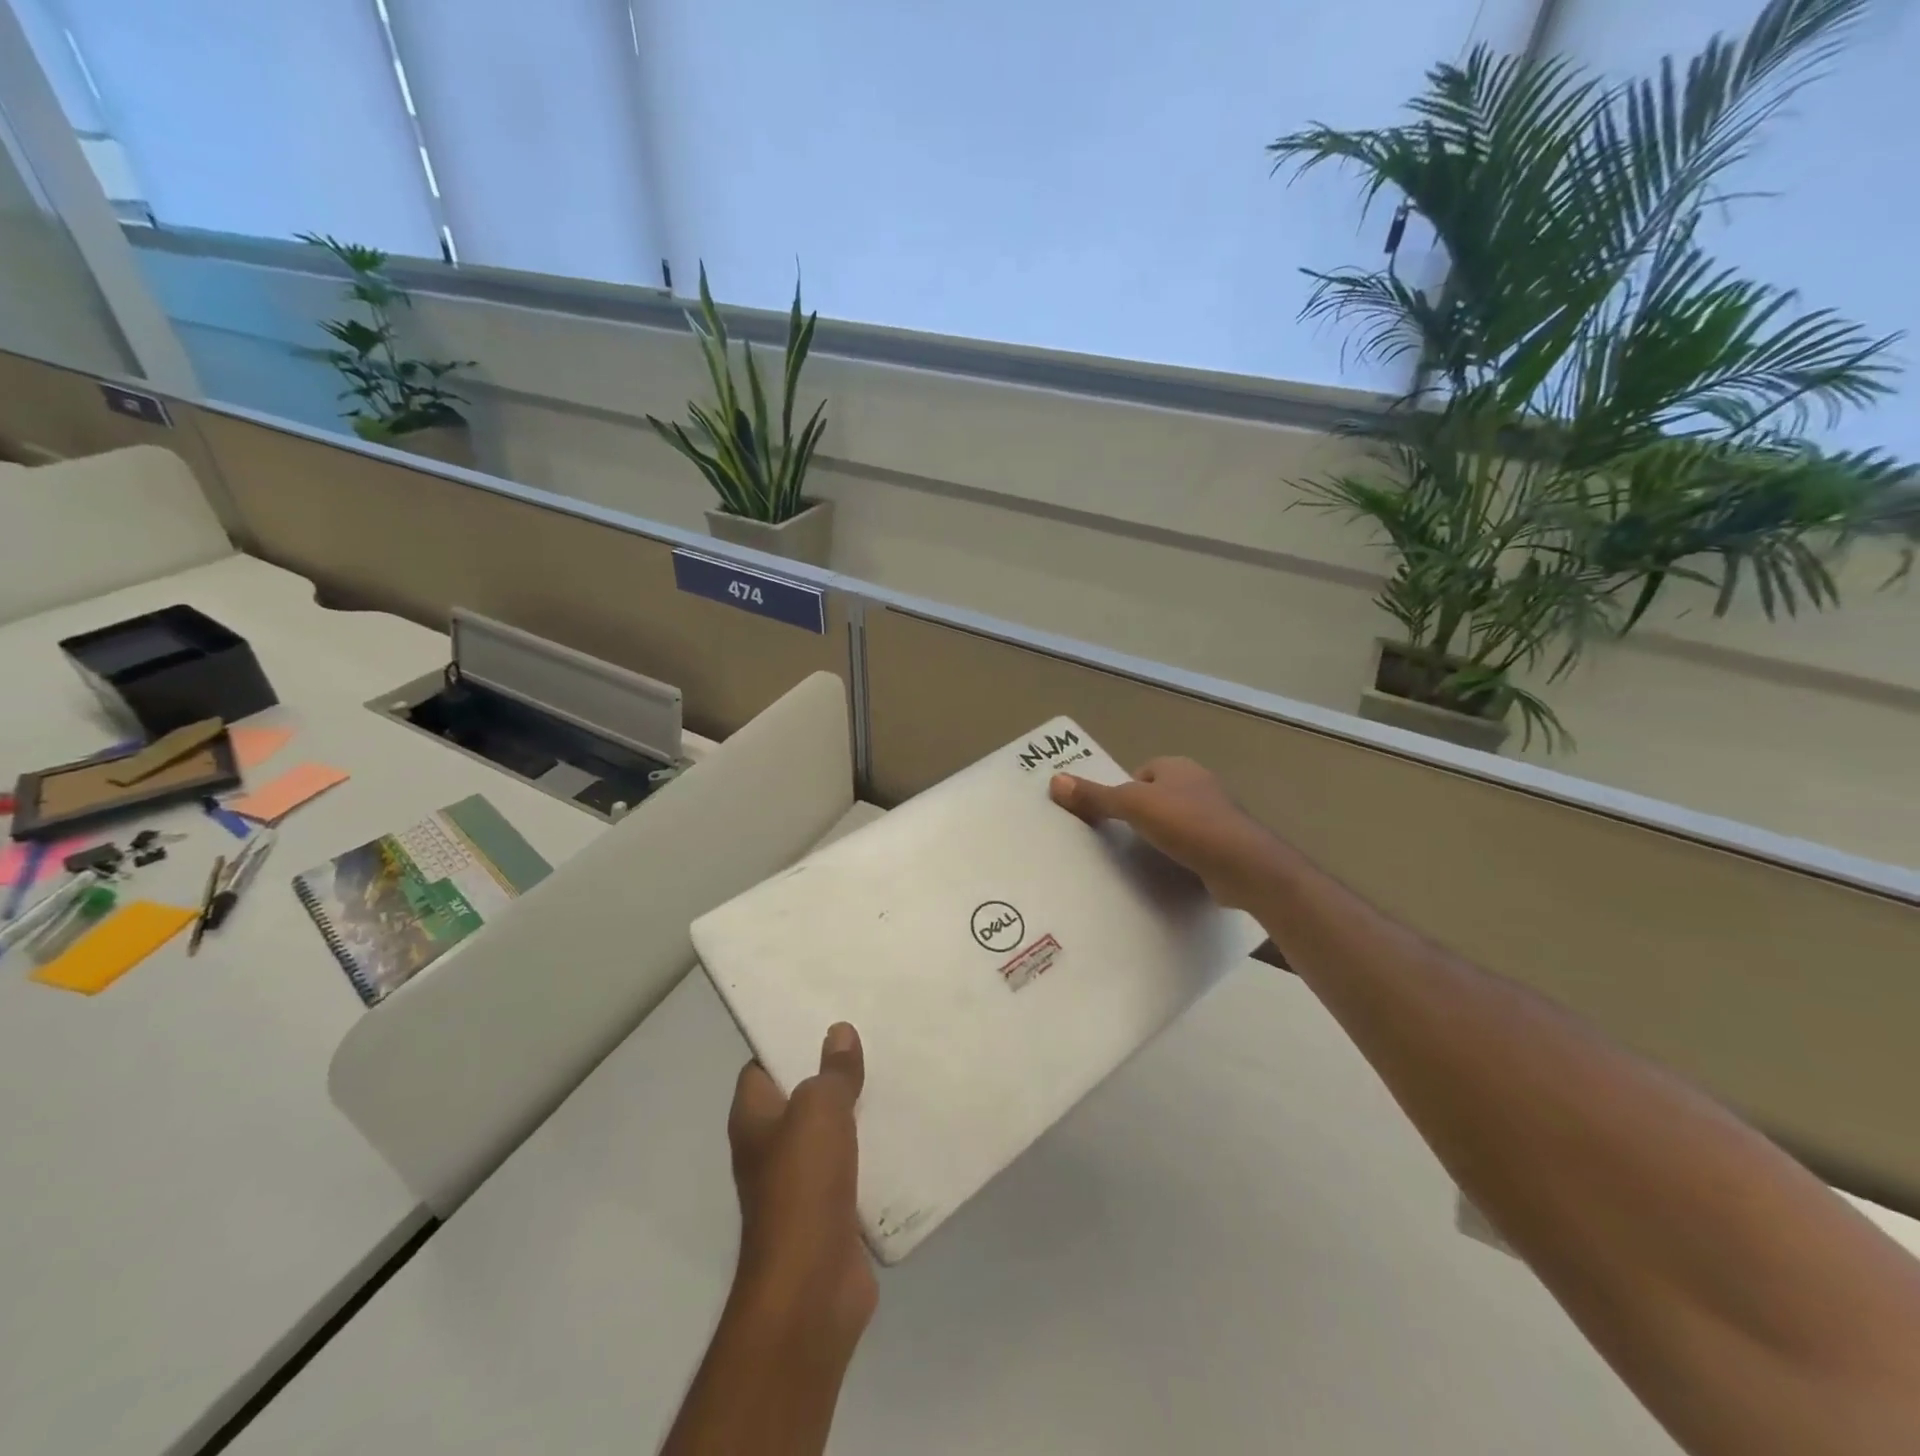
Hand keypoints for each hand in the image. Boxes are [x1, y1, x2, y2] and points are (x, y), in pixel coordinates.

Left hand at [726, 1023, 876, 1359]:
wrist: (812, 1287)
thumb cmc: (802, 1185)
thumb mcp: (819, 1111)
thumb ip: (832, 1071)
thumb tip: (839, 1031)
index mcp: (753, 1120)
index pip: (762, 1067)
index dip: (788, 1041)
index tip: (825, 1019)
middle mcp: (769, 1148)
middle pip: (800, 1097)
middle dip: (831, 1072)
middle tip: (870, 1040)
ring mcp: (799, 1183)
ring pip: (829, 1132)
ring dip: (855, 1112)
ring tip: (892, 1075)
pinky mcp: (829, 1211)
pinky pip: (851, 1167)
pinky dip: (871, 1150)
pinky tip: (901, 1130)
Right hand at [1049, 757, 1281, 909]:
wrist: (1243, 864)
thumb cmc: (1186, 823)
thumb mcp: (1132, 806)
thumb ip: (1095, 796)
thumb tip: (1054, 781)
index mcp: (1178, 767)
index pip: (1143, 773)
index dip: (1125, 791)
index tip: (1112, 816)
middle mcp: (1199, 785)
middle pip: (1158, 797)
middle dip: (1142, 816)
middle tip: (1119, 840)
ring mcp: (1217, 816)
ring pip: (1177, 823)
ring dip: (1161, 838)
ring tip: (1140, 859)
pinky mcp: (1225, 845)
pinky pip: (1193, 846)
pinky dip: (1180, 857)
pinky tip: (1168, 873)